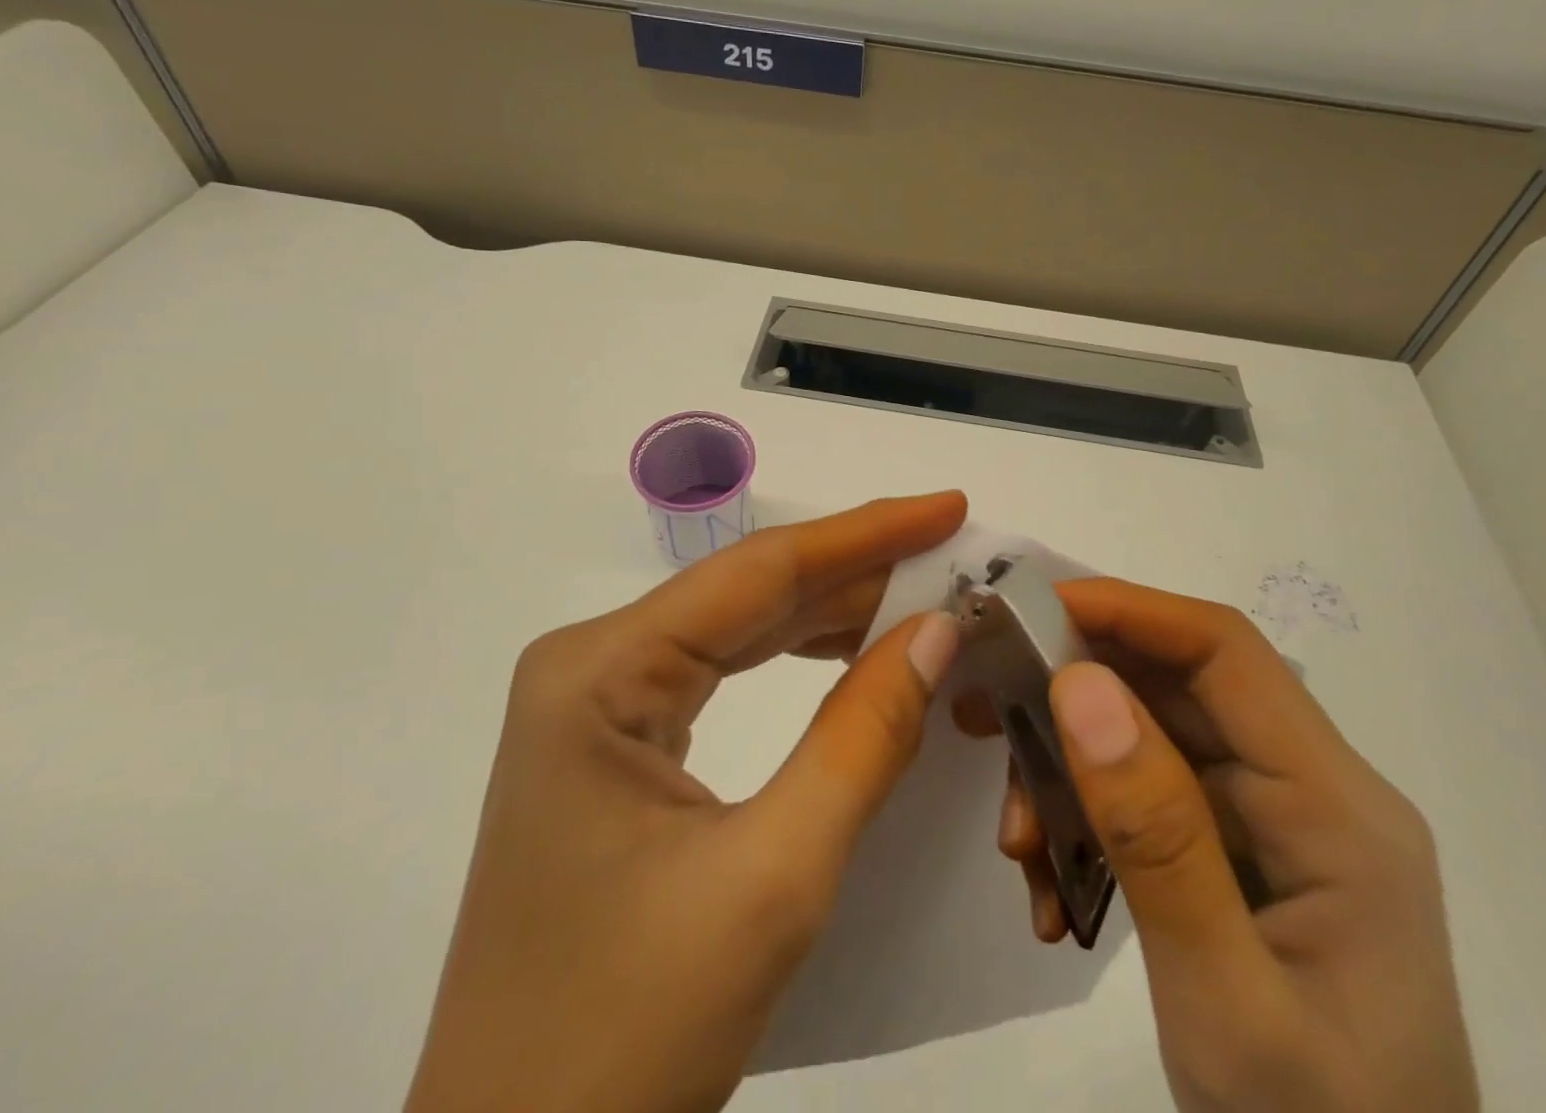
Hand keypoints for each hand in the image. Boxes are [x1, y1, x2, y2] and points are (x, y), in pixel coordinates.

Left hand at [404, 491, 968, 1112]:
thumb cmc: (628, 1038)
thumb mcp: (773, 878)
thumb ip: (864, 737)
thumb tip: (940, 629)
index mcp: (600, 670)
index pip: (759, 572)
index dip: (866, 533)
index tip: (949, 506)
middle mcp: (592, 664)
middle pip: (750, 594)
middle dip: (858, 573)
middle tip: (953, 557)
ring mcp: (599, 703)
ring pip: (741, 629)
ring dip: (834, 614)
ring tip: (924, 596)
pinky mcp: (617, 742)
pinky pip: (724, 674)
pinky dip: (799, 659)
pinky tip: (855, 653)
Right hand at [962, 579, 1477, 1112]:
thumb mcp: (1226, 1002)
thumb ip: (1155, 836)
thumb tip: (1081, 684)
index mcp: (1336, 806)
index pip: (1225, 651)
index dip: (1126, 610)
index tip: (1029, 611)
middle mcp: (1310, 792)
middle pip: (1177, 689)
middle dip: (1075, 694)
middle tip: (987, 712)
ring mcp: (1276, 825)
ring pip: (1150, 739)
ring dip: (1071, 771)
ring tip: (1018, 840)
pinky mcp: (1242, 856)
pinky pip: (1149, 797)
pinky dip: (1089, 819)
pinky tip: (1054, 886)